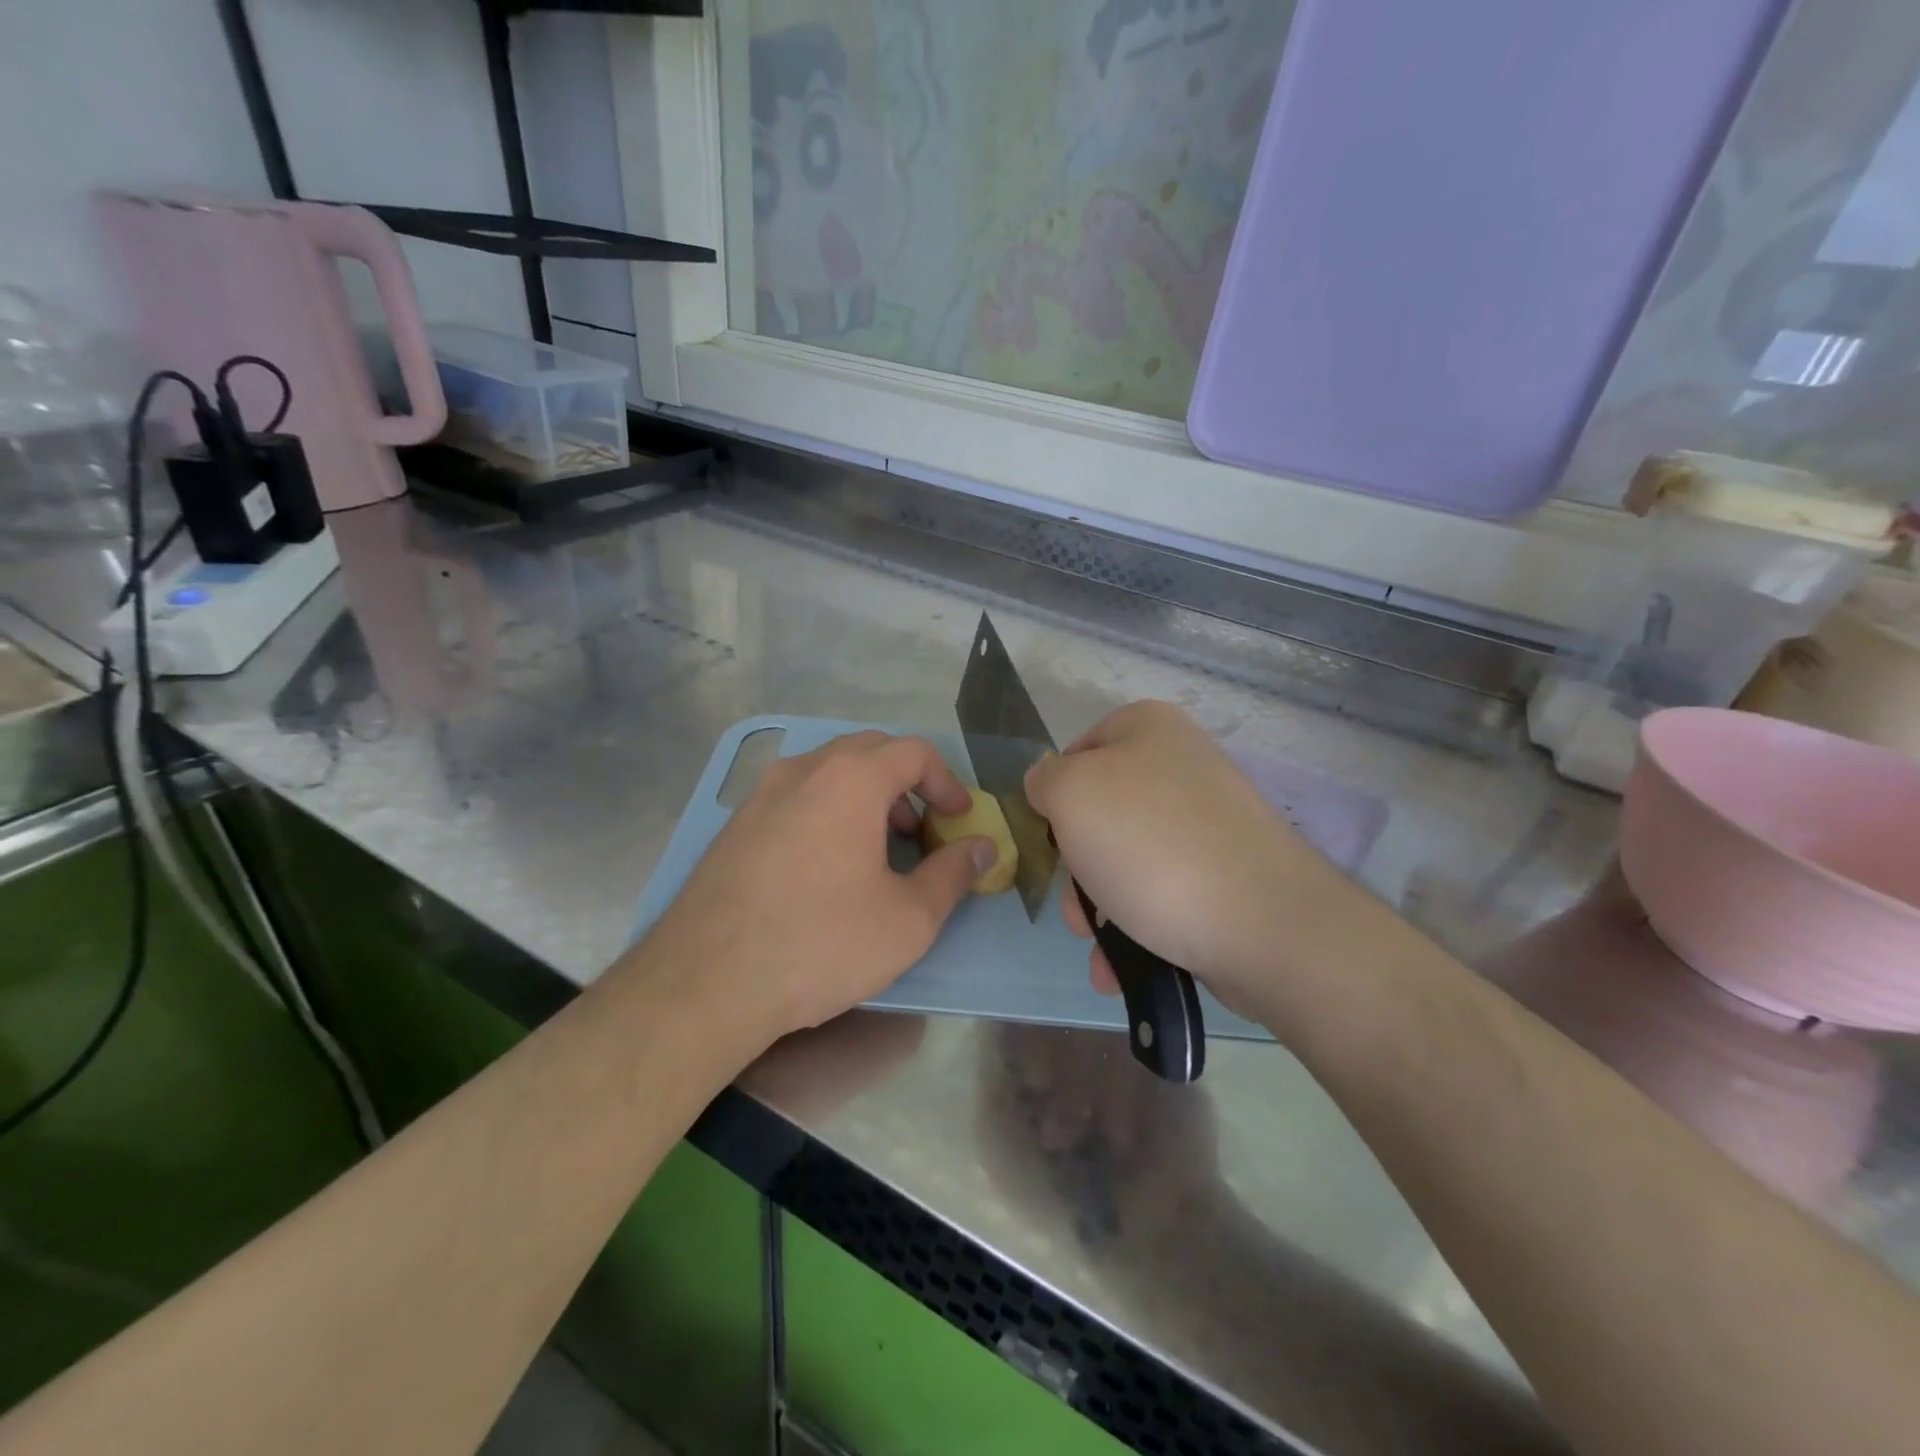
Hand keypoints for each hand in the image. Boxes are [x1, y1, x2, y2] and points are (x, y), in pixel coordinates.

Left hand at [640, 731, 997, 1052]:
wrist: (706, 982)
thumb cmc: (821, 943)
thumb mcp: (908, 919)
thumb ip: (953, 874)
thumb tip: (984, 848)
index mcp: (850, 780)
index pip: (913, 751)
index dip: (947, 781)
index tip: (958, 819)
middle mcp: (802, 771)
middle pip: (869, 752)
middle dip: (906, 783)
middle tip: (921, 829)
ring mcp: (760, 795)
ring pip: (827, 772)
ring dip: (865, 796)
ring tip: (877, 848)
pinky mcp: (735, 826)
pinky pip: (795, 797)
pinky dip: (826, 811)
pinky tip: (826, 866)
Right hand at [1025, 701, 1369, 1026]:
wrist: (1261, 924)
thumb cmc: (1149, 845)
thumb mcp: (1070, 794)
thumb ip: (1044, 780)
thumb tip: (1050, 786)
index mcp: (1148, 728)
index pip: (1076, 752)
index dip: (1055, 796)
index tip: (1052, 839)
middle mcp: (1181, 765)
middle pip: (1101, 812)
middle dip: (1077, 867)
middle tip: (1074, 907)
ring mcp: (1209, 822)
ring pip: (1126, 859)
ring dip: (1099, 907)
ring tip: (1099, 947)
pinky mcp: (1227, 873)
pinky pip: (1163, 891)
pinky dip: (1136, 925)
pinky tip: (1120, 965)